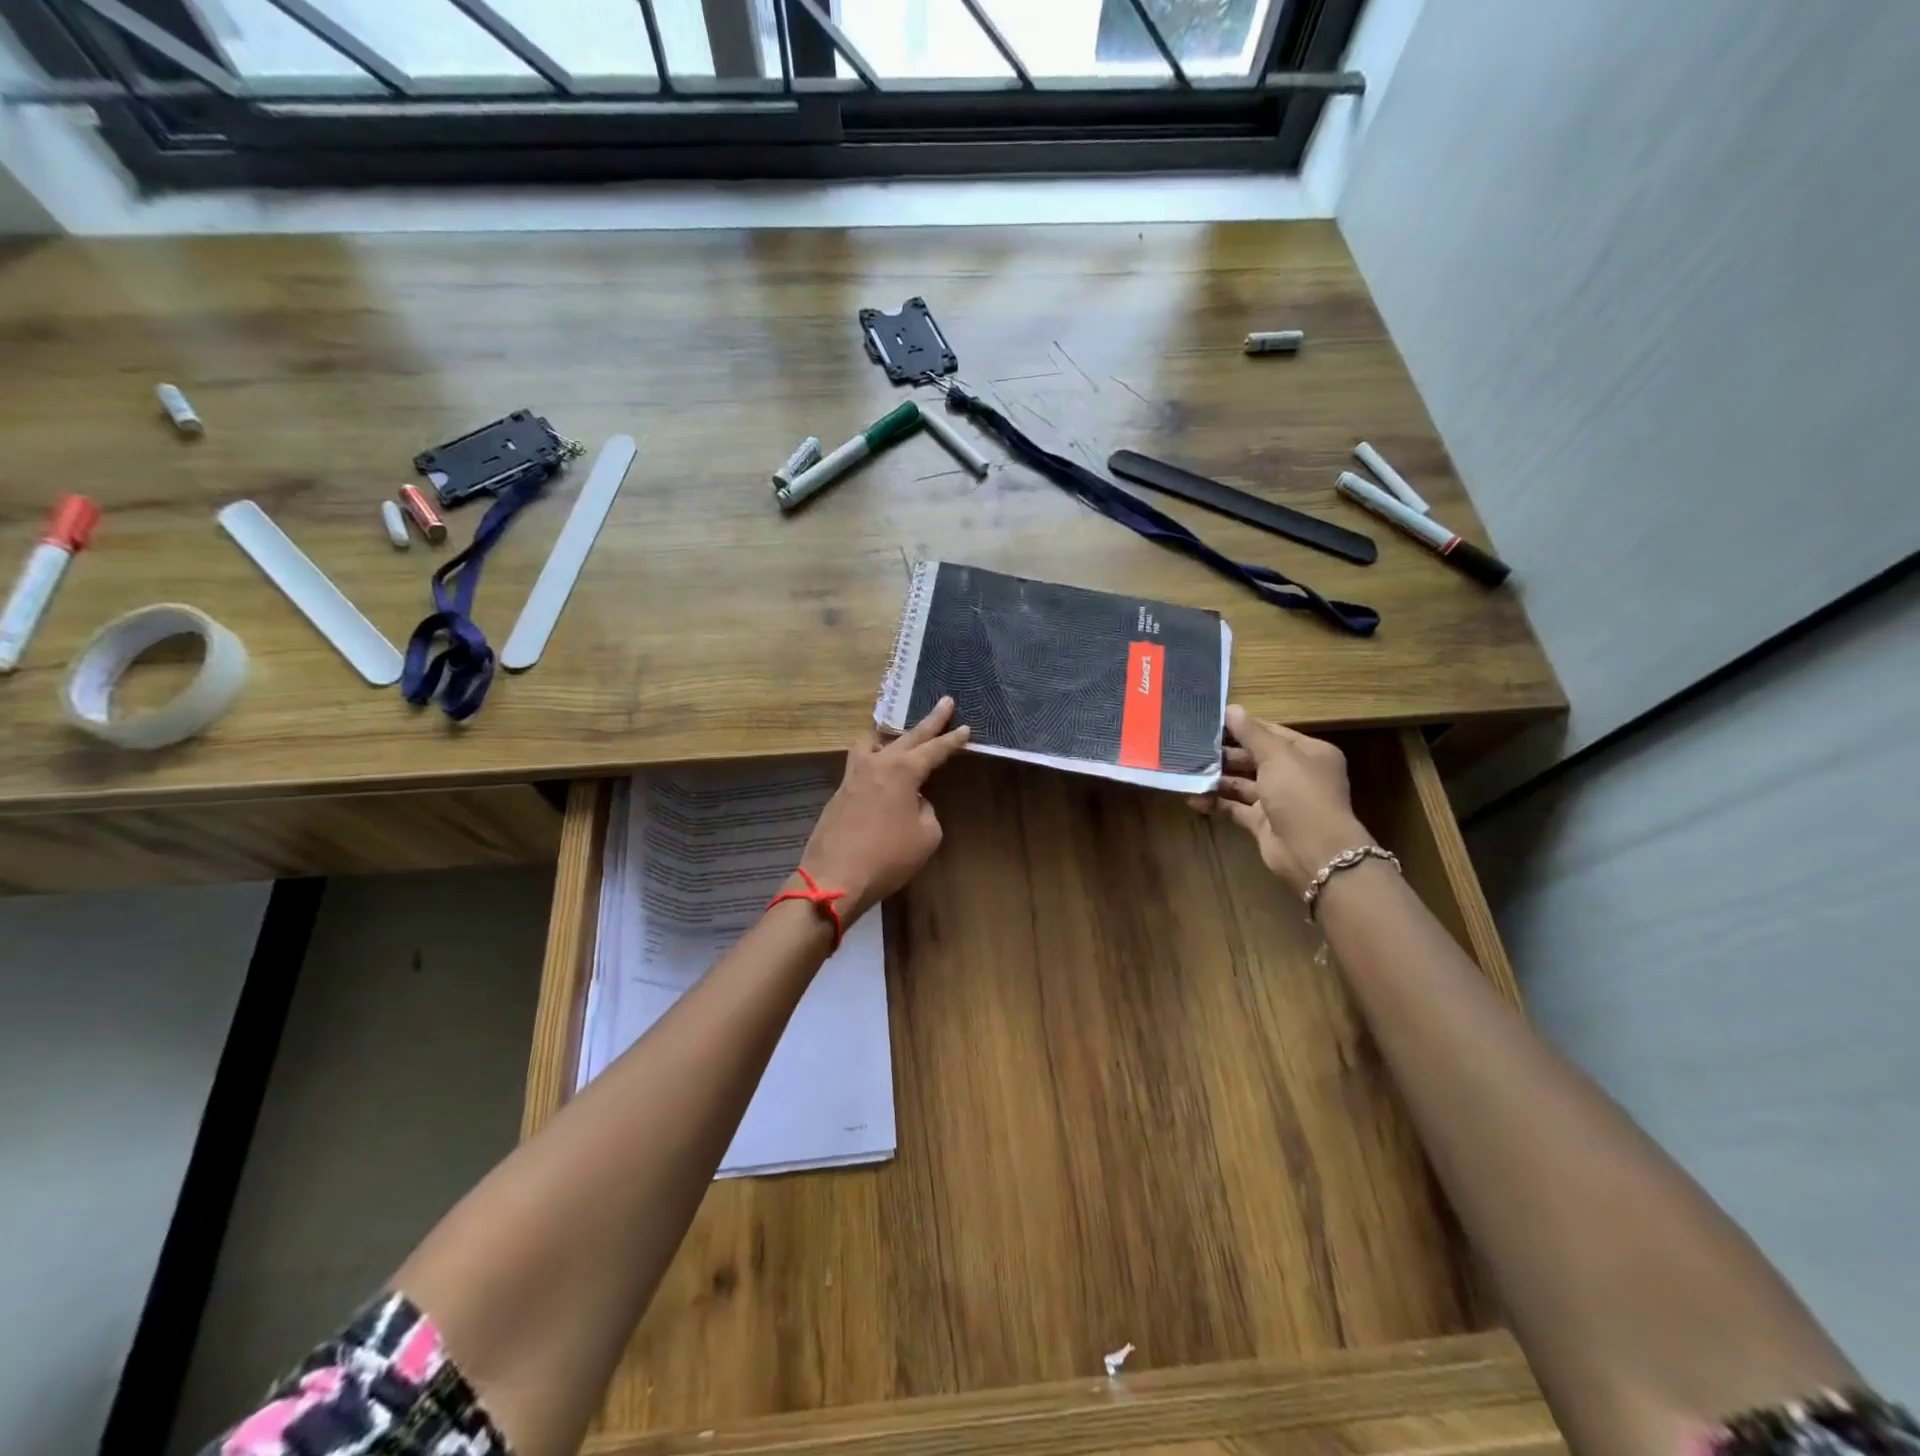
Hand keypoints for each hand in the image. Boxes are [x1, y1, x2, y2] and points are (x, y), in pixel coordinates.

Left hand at [796, 697, 970, 923]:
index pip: (934, 750)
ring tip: (900, 740)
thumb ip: (926, 810)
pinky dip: (874, 762)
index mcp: (903, 771)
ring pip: (873, 744)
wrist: (835, 877)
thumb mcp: (926, 836)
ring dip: (890, 739)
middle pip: (908, 736)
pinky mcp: (839, 792)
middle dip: (930, 721)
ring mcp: (853, 776)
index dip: (952, 740)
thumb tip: (915, 801)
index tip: (966, 728)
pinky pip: (860, 765)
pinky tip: (879, 776)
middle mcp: (877, 764)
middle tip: (945, 702)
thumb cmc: (888, 857)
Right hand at [1190, 705, 1373, 895]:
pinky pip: (1235, 807)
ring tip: (1187, 770)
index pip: (1272, 734)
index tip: (1211, 722)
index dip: (1244, 728)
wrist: (1313, 851)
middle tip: (1192, 747)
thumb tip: (1231, 708)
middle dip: (1226, 754)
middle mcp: (1295, 775)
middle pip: (1255, 758)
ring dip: (1217, 778)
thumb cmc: (1300, 793)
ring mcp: (1278, 800)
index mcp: (1309, 753)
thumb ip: (1252, 733)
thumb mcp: (1277, 756)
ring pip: (1242, 783)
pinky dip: (1216, 802)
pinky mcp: (1263, 823)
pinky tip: (1192, 797)